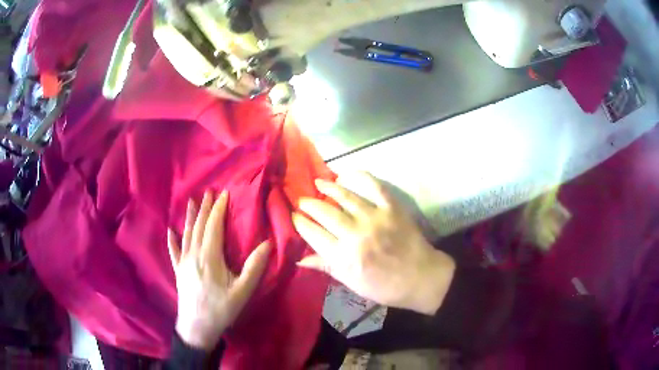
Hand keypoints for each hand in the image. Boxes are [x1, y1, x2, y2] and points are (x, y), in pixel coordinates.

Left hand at [168, 190, 271, 349]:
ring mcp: (183, 262)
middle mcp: (194, 254)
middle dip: (204, 208)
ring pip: (186, 234)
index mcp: (209, 257)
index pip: (213, 226)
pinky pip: (174, 251)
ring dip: (189, 217)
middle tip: (208, 192)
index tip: (223, 194)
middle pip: (198, 226)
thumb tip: (267, 243)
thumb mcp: (243, 291)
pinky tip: (170, 231)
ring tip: (191, 202)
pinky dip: (172, 240)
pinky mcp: (178, 271)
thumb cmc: (221, 309)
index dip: (218, 209)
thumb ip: (254, 266)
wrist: (197, 327)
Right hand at [293, 172, 454, 314]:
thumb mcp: (351, 283)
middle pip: (324, 212)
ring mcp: (374, 218)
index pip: (313, 234)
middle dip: (308, 204)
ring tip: (317, 183)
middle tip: (301, 201)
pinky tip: (346, 174)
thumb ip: (326, 266)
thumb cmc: (383, 286)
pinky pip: (373, 186)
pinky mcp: (391, 208)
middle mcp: (355, 234)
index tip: (293, 216)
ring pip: (344, 196)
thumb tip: (299, 257)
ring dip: (327, 187)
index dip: (299, 223)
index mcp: (343, 257)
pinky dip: (359, 176)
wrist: (419, 277)